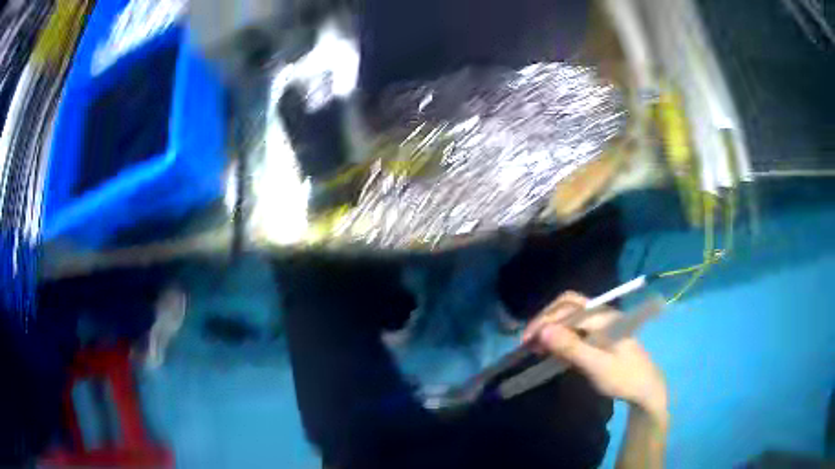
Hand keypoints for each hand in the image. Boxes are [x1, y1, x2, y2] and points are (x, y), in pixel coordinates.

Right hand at [522, 291, 667, 419]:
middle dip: (545, 318)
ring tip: (535, 343)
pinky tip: (551, 345)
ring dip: (551, 324)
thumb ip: (571, 347)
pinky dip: (559, 332)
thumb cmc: (623, 377)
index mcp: (603, 317)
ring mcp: (602, 323)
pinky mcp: (600, 333)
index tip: (526, 341)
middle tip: (528, 340)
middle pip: (568, 305)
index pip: (567, 309)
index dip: (544, 321)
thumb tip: (543, 331)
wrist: (645, 388)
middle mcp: (602, 313)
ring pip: (570, 314)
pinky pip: (575, 325)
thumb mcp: (597, 366)